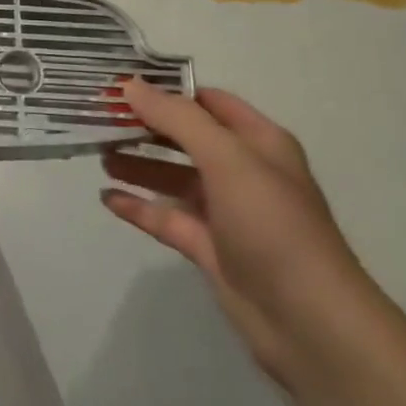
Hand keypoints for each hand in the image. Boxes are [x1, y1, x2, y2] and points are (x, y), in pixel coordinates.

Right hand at [101, 81, 372, 385]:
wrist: (308, 321)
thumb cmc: (272, 225)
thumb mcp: (226, 159)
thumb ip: (176, 119)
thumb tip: (129, 85)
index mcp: (258, 143)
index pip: (208, 102)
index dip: (167, 90)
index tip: (120, 84)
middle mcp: (242, 171)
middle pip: (185, 138)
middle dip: (144, 126)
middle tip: (98, 117)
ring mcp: (224, 211)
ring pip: (172, 177)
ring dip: (137, 164)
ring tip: (97, 153)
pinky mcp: (208, 246)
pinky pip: (165, 217)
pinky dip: (137, 206)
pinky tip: (106, 197)